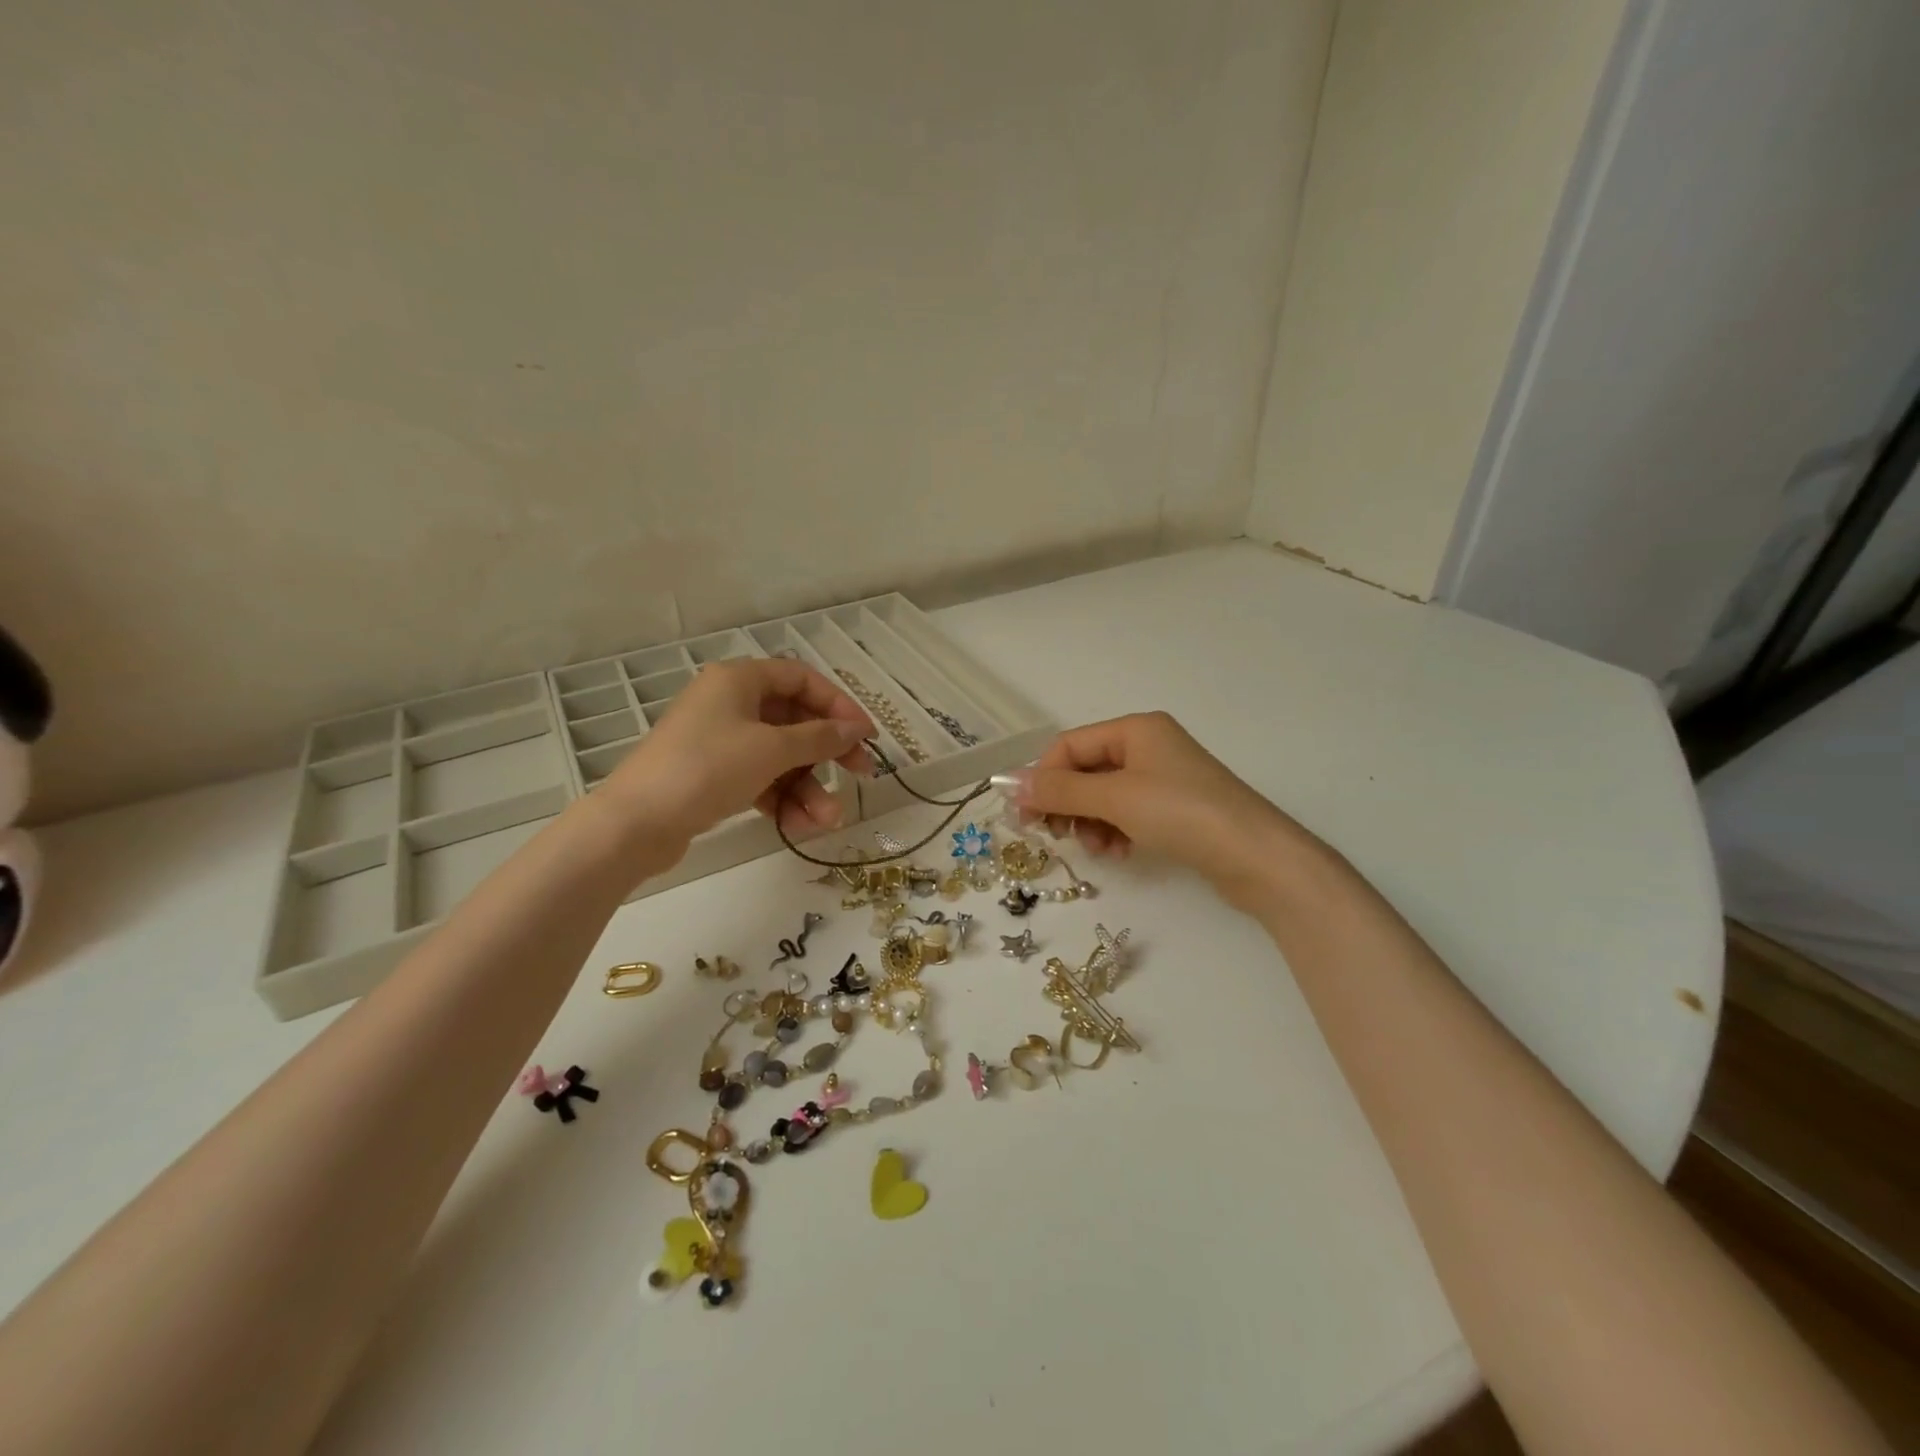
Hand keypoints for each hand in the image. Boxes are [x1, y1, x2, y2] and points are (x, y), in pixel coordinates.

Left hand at [601, 658, 873, 852]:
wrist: (636, 823)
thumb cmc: (708, 768)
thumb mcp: (772, 749)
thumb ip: (820, 737)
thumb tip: (857, 729)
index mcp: (740, 680)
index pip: (802, 679)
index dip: (838, 704)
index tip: (865, 734)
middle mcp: (730, 703)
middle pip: (795, 721)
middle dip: (828, 753)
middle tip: (862, 774)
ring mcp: (720, 741)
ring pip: (780, 757)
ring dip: (808, 787)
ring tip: (829, 820)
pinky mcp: (713, 776)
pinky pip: (760, 780)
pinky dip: (783, 800)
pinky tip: (800, 826)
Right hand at [1002, 712, 1313, 904]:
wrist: (1256, 857)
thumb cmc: (1182, 814)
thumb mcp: (1114, 799)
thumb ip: (1060, 791)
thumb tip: (1009, 784)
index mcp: (1135, 729)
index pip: (1069, 746)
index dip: (1043, 778)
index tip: (1025, 817)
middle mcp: (1148, 746)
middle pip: (1086, 771)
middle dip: (1068, 803)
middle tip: (1056, 836)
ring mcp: (1164, 778)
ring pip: (1104, 796)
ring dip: (1090, 822)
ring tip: (1098, 849)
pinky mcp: (1175, 809)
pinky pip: (1127, 813)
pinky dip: (1115, 831)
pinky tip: (1120, 852)